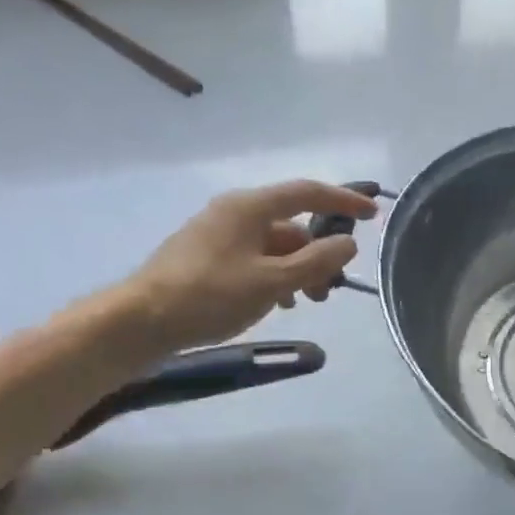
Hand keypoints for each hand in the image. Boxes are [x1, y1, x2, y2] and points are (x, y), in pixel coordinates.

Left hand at [108, 180, 377, 354]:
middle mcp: (234, 212)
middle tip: (331, 289)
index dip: (343, 202)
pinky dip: (275, 277)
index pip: (307, 193)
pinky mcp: (207, 259)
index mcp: (250, 207)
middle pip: (292, 225)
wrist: (142, 320)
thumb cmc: (211, 296)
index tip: (372, 216)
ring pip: (274, 246)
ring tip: (307, 302)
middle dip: (318, 254)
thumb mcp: (272, 281)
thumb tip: (348, 245)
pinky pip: (254, 260)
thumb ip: (315, 262)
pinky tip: (279, 304)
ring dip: (298, 270)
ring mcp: (218, 235)